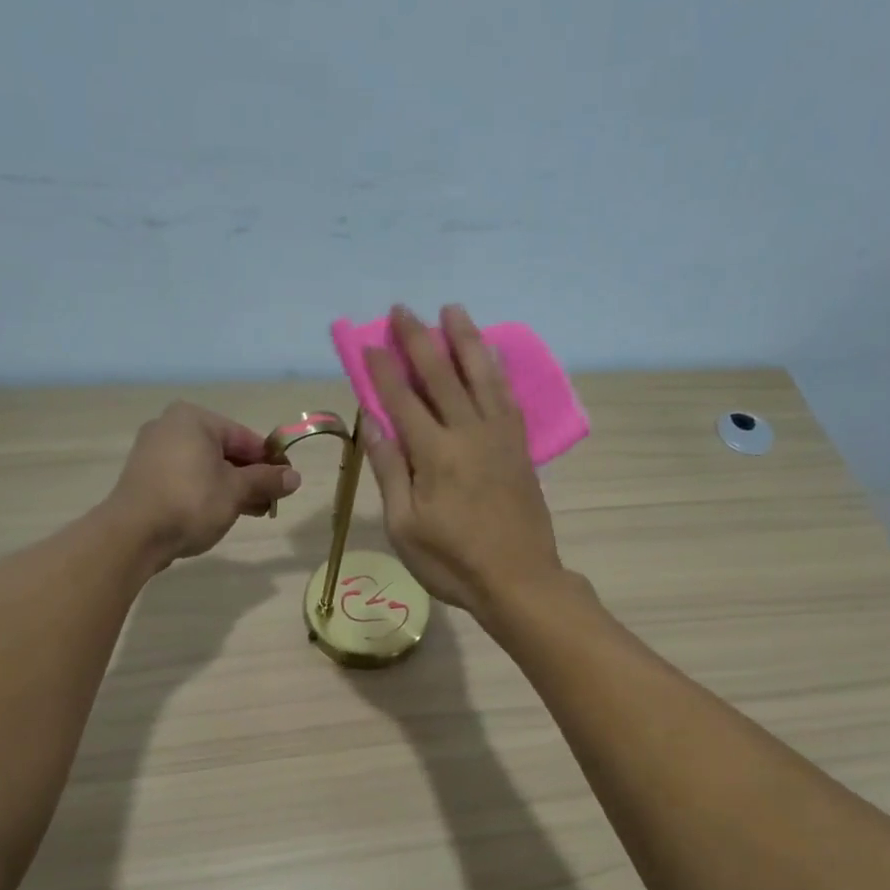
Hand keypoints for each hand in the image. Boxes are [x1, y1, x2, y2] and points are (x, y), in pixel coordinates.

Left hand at [107, 402, 300, 566]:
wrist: (134, 534)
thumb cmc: (191, 502)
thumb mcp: (236, 490)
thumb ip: (266, 480)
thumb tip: (295, 477)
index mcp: (194, 419)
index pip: (245, 437)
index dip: (270, 461)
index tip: (287, 483)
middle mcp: (171, 427)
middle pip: (224, 451)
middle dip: (251, 477)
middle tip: (272, 501)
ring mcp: (154, 452)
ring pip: (206, 467)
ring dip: (232, 488)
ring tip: (253, 512)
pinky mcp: (145, 477)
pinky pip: (187, 478)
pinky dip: (207, 492)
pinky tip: (223, 513)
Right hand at [362, 305, 562, 618]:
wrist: (518, 580)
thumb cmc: (452, 562)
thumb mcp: (405, 526)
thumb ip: (390, 471)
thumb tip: (373, 423)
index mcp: (434, 455)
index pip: (402, 400)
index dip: (383, 370)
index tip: (369, 342)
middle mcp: (468, 433)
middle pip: (441, 376)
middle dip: (418, 340)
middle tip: (402, 309)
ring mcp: (499, 437)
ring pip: (481, 375)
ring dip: (464, 339)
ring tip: (453, 310)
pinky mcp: (519, 447)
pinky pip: (507, 396)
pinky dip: (496, 370)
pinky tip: (491, 356)